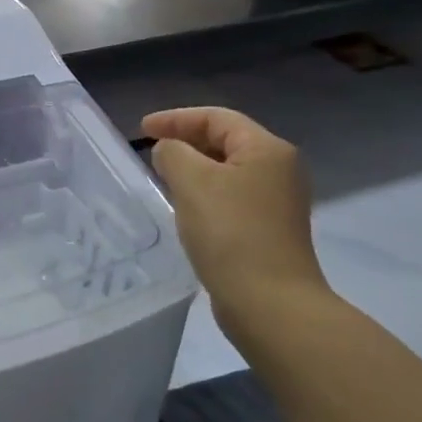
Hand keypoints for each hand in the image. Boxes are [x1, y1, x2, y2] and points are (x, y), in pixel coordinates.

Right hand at [142, 108, 327, 308]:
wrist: (269, 303)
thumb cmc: (230, 234)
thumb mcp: (192, 183)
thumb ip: (173, 154)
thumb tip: (168, 151)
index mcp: (267, 150)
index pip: (217, 118)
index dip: (176, 118)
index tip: (142, 129)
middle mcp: (279, 169)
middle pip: (226, 141)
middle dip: (186, 141)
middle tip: (150, 150)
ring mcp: (278, 202)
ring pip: (228, 171)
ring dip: (194, 169)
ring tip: (162, 177)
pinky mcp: (269, 229)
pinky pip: (231, 197)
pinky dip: (205, 194)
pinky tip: (185, 209)